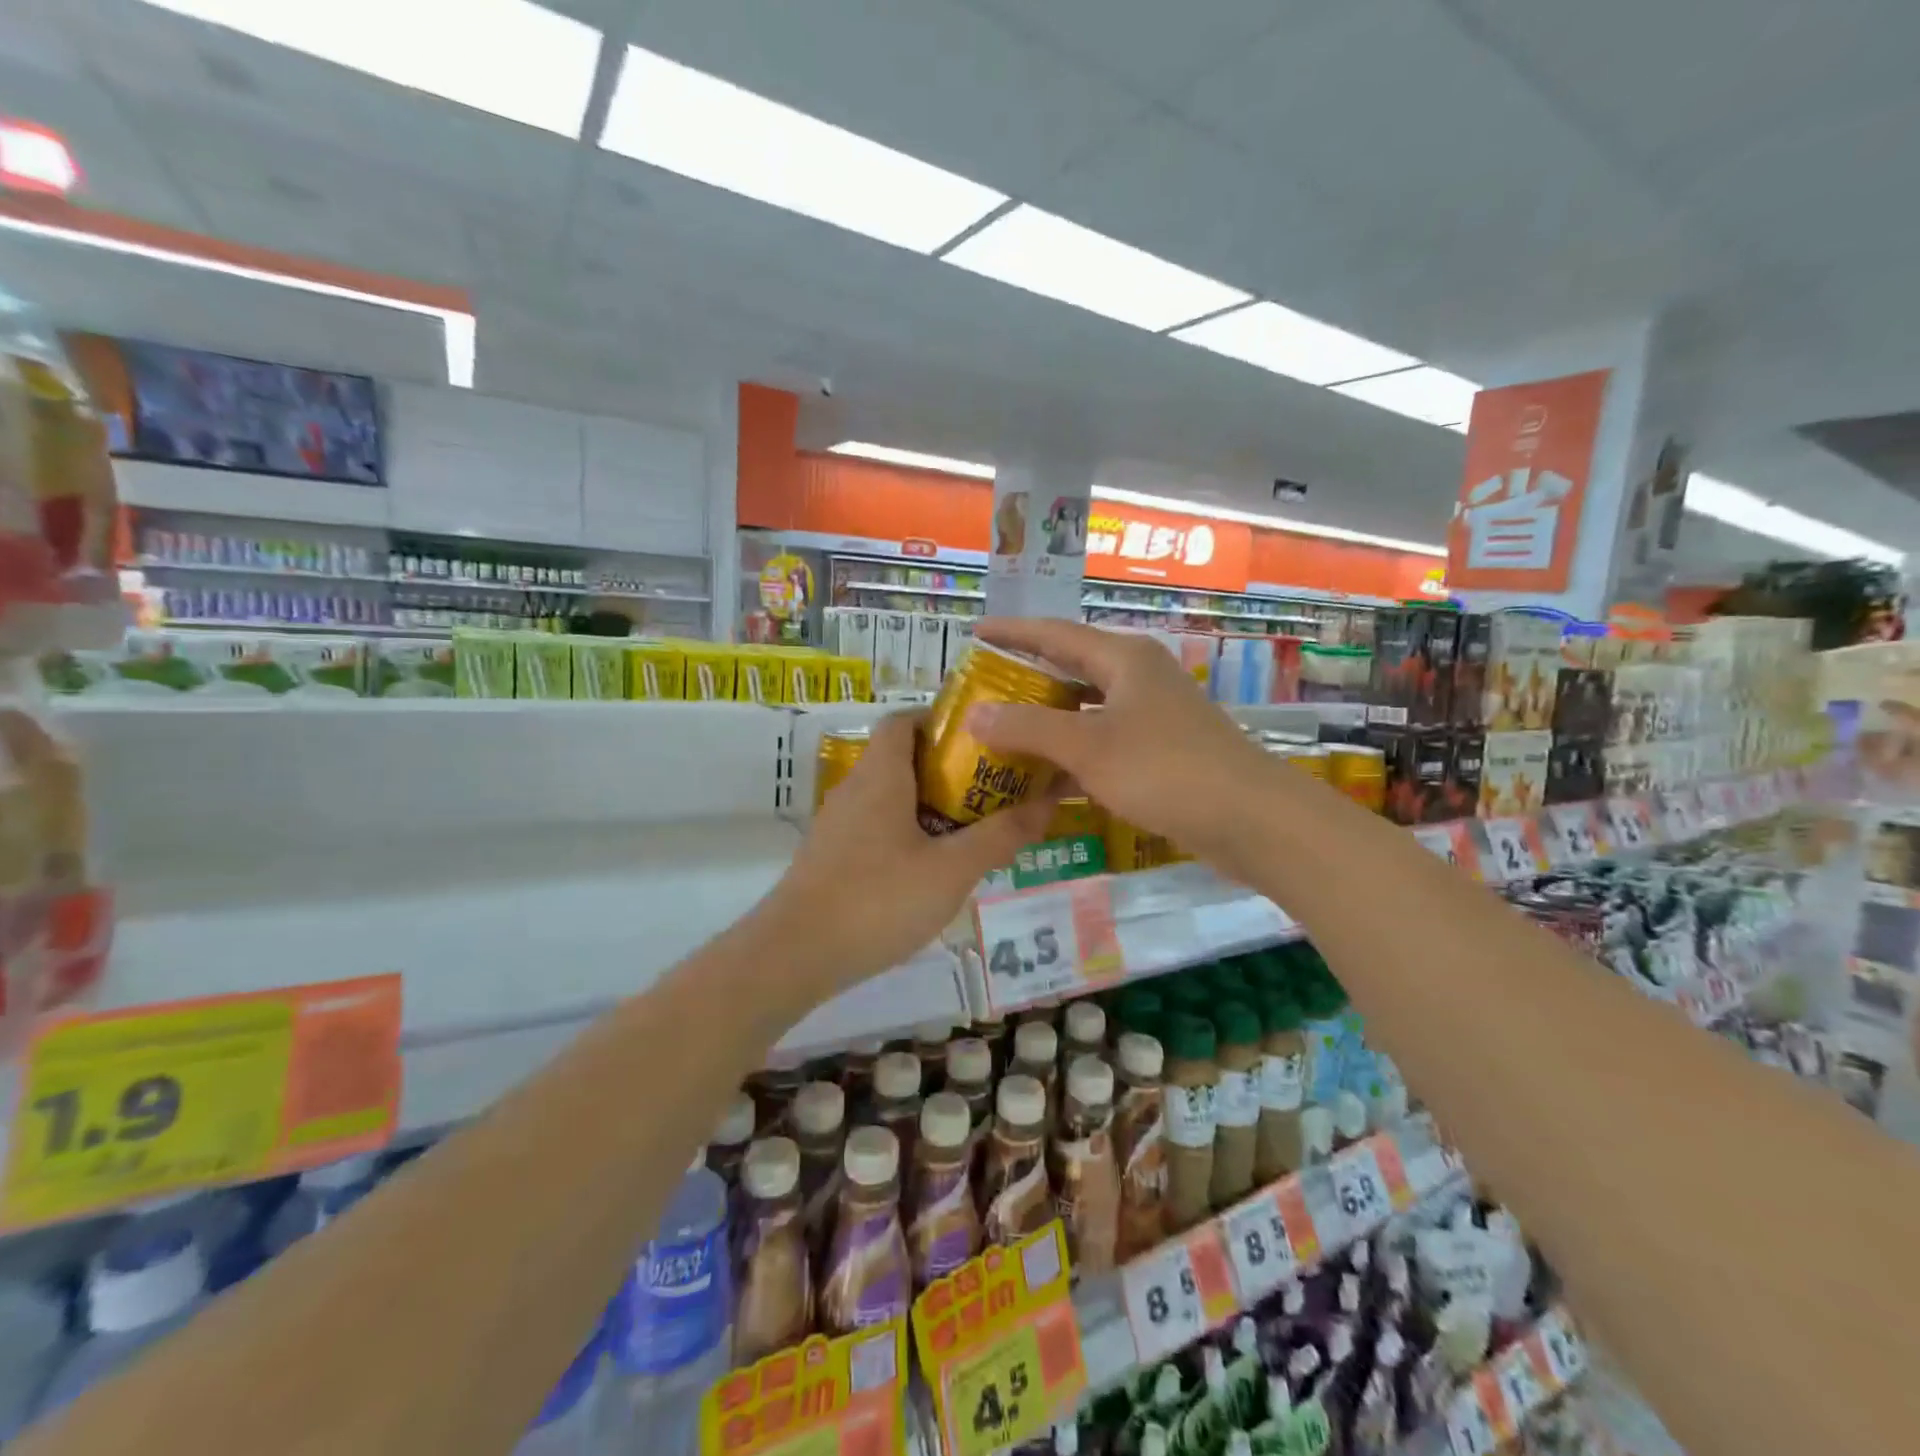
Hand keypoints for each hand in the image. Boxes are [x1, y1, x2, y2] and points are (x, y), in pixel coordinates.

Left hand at [759, 712, 1056, 994]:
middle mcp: (855, 789)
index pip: (904, 720)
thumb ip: (1000, 836)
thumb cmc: (877, 900)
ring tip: (976, 826)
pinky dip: (910, 832)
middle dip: (950, 768)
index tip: (984, 739)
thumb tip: (1047, 803)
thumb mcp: (951, 870)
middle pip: (903, 757)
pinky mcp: (833, 857)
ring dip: (932, 804)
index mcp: (881, 775)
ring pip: (892, 796)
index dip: (942, 720)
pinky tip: (935, 867)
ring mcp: (839, 825)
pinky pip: (878, 827)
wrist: (794, 955)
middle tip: (994, 787)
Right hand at [964, 618, 1280, 872]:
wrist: (1250, 819)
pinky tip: (1046, 779)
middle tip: (982, 690)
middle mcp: (1138, 678)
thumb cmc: (1164, 769)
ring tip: (1003, 733)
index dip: (1013, 632)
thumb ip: (1028, 728)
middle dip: (1027, 679)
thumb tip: (974, 714)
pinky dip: (1073, 755)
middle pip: (1071, 669)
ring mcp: (1153, 716)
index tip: (975, 634)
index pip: (1054, 634)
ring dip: (1048, 722)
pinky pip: (1103, 742)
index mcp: (1123, 659)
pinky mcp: (1161, 752)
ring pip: (1087, 710)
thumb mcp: (1087, 746)